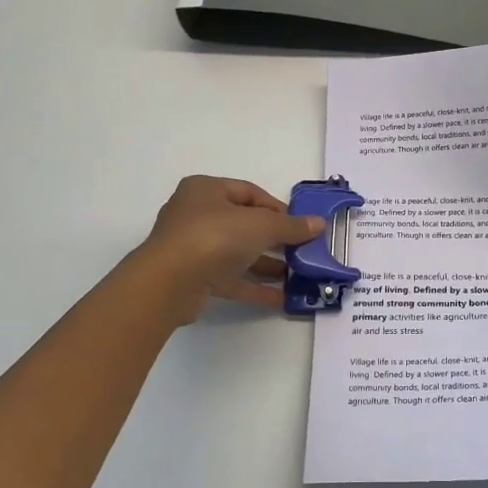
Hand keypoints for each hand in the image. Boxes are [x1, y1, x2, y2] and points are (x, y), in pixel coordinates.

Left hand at [134, 176, 324, 325]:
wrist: (169, 283)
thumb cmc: (214, 237)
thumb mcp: (260, 225)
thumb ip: (291, 226)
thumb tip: (319, 224)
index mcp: (206, 190)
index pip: (249, 193)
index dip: (278, 208)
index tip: (301, 224)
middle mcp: (196, 215)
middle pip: (244, 224)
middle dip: (275, 239)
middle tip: (302, 250)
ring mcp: (194, 249)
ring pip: (238, 253)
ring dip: (267, 264)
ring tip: (298, 275)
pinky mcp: (195, 278)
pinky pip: (231, 279)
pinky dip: (255, 286)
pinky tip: (282, 297)